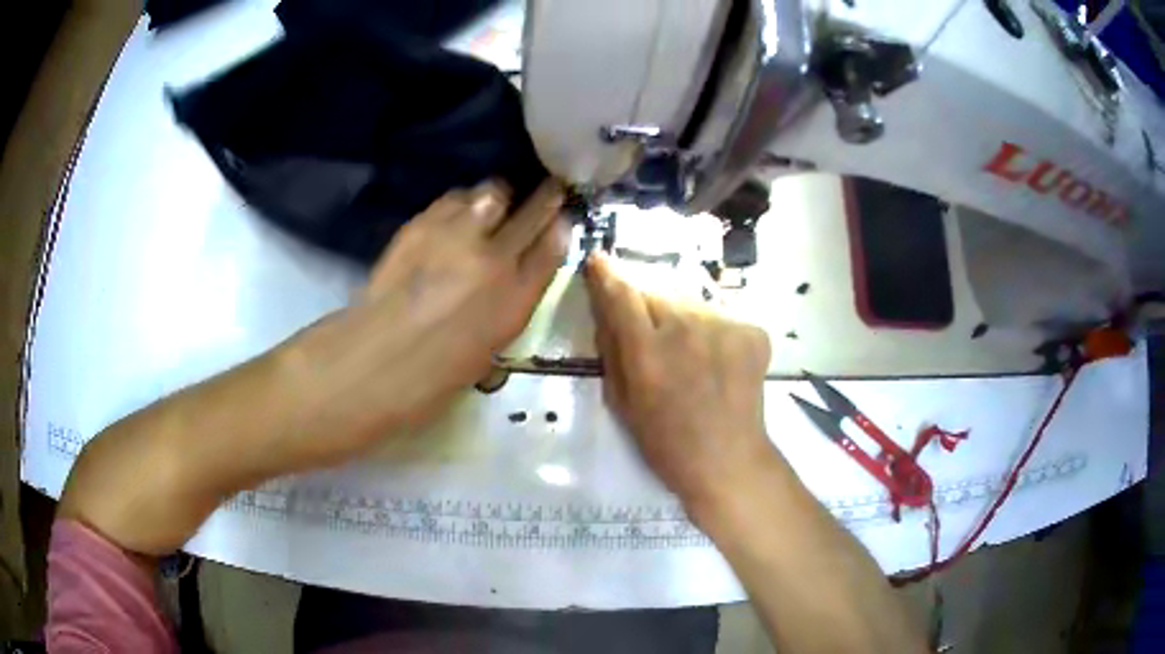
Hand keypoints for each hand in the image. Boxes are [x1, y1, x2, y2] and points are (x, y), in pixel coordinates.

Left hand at [282, 180, 566, 466]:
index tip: (563, 218)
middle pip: (534, 210)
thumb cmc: (430, 381)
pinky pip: (454, 198)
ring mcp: (457, 236)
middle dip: (545, 196)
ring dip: (498, 197)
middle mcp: (495, 260)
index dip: (562, 227)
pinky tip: (456, 215)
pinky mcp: (422, 224)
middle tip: (547, 188)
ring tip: (492, 205)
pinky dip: (462, 202)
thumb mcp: (487, 353)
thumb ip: (506, 309)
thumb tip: (510, 281)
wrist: (370, 364)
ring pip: (494, 192)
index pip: (554, 247)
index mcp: (516, 302)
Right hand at [585, 254, 775, 516]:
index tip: (599, 261)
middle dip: (645, 304)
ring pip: (689, 302)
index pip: (622, 294)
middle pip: (656, 292)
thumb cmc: (665, 442)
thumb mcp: (621, 402)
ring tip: (686, 352)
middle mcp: (688, 329)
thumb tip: (607, 310)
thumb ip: (612, 349)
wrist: (728, 460)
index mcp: (649, 352)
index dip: (607, 274)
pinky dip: (711, 331)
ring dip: (680, 317)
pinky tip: (714, 360)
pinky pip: (719, 317)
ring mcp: (726, 327)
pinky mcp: (753, 331)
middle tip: (649, 333)